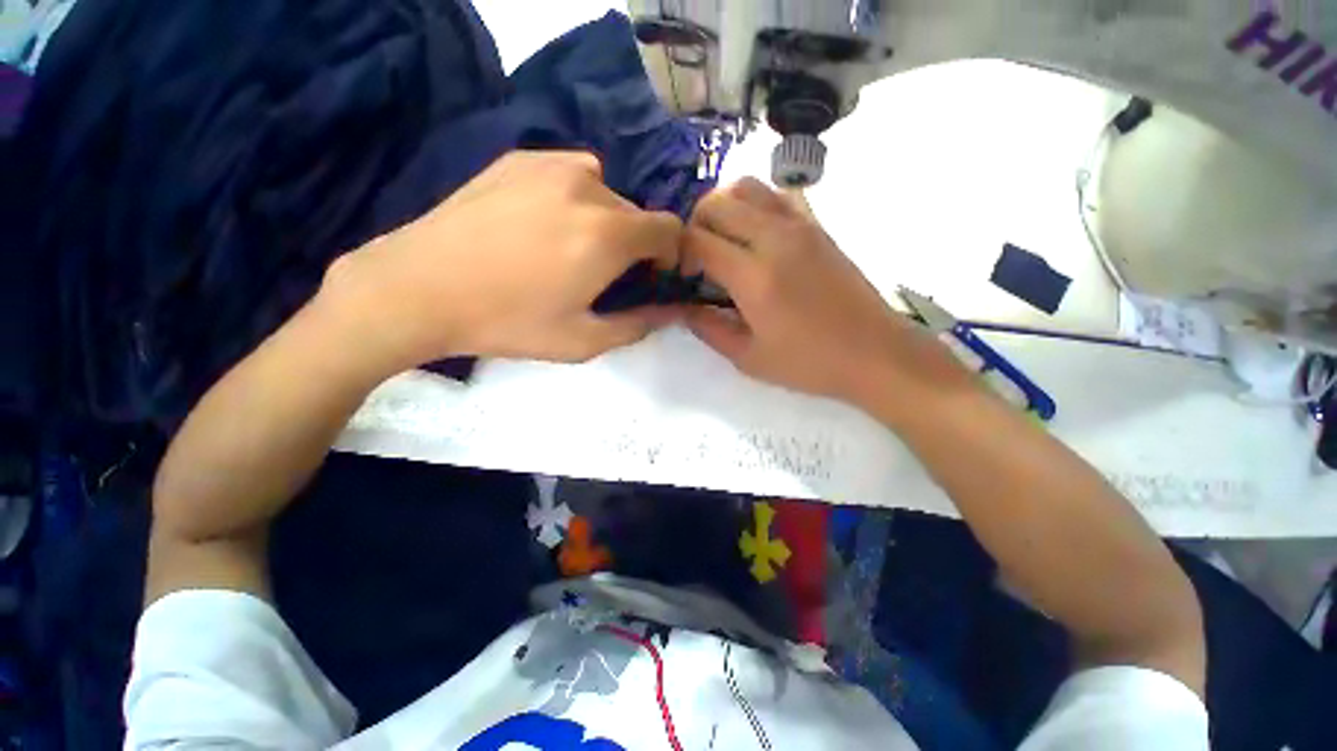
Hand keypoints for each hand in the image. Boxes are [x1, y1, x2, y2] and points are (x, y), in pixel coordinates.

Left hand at [322, 151, 682, 371]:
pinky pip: (569, 174)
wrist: (418, 288)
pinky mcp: (518, 159)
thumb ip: (638, 325)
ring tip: (571, 248)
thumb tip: (670, 312)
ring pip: (605, 191)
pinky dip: (573, 198)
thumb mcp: (583, 341)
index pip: (670, 228)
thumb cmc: (508, 322)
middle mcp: (588, 185)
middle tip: (604, 274)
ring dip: (604, 220)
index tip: (653, 276)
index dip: (671, 254)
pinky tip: (540, 225)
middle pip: (636, 213)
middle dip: (634, 244)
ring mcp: (550, 164)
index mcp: (608, 233)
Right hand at [683, 179, 972, 406]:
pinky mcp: (818, 226)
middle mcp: (774, 238)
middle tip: (699, 259)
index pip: (697, 240)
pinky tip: (757, 235)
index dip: (679, 252)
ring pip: (747, 187)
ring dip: (724, 208)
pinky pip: (778, 195)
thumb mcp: (748, 358)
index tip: (683, 275)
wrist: (874, 353)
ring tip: (724, 241)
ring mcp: (800, 226)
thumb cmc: (809, 363)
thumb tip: (682, 308)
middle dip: (695, 225)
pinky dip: (756, 204)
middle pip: (716, 203)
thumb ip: (708, 328)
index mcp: (754, 276)